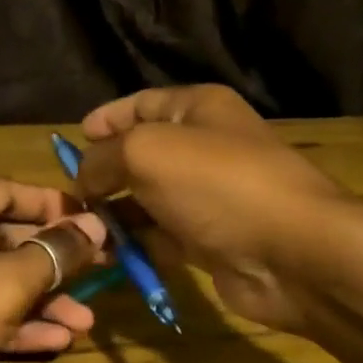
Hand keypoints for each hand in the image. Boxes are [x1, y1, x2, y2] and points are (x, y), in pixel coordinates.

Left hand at [0, 178, 106, 362]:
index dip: (54, 204)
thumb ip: (51, 255)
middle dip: (55, 260)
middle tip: (103, 274)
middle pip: (6, 237)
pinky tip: (54, 343)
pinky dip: (13, 326)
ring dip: (41, 300)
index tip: (97, 223)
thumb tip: (94, 226)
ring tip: (85, 322)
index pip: (7, 190)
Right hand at [75, 86, 356, 332]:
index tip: (75, 137)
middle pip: (143, 155)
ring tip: (82, 232)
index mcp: (199, 110)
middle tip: (70, 196)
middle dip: (104, 173)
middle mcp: (205, 149)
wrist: (292, 252)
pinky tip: (111, 258)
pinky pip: (162, 238)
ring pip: (149, 201)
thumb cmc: (218, 184)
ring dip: (115, 216)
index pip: (144, 104)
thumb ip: (103, 157)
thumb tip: (84, 178)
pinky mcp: (210, 242)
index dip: (108, 117)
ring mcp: (209, 199)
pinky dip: (137, 247)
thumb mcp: (146, 152)